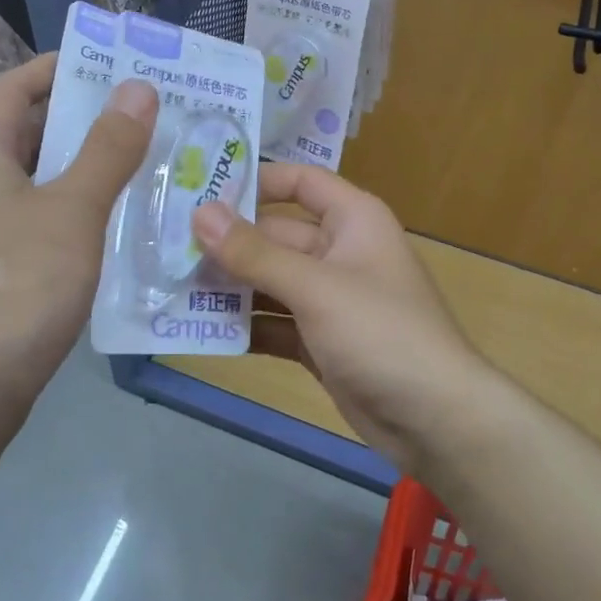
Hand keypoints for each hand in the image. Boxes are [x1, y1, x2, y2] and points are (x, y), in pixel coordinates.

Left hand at [0, 55, 157, 419]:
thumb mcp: (74, 209)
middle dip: (81, 118)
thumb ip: (108, 148)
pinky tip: (114, 222)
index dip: (55, 69)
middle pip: (25, 132)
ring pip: (35, 179)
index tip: (108, 64)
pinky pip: (35, 217)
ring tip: (140, 162)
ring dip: (82, 166)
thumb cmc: (21, 284)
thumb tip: (137, 88)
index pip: (11, 88)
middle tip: (141, 115)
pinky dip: (73, 207)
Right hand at [191, 163, 486, 469]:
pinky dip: (246, 326)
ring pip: (270, 282)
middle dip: (227, 243)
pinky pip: (276, 323)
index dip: (255, 181)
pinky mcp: (321, 342)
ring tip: (170, 286)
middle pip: (275, 236)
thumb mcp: (315, 287)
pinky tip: (201, 330)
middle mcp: (340, 251)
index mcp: (353, 220)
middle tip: (165, 246)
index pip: (300, 182)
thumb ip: (255, 253)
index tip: (199, 188)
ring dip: (229, 287)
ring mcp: (330, 300)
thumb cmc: (381, 333)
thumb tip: (201, 213)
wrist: (435, 420)